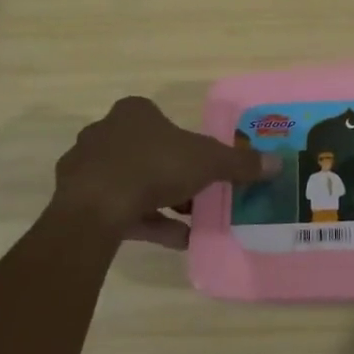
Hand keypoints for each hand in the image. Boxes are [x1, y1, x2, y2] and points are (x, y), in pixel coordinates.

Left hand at [51, 96, 277, 246]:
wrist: (96, 208)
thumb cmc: (155, 167)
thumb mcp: (208, 162)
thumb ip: (240, 163)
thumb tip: (278, 163)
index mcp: (134, 112)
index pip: (163, 121)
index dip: (186, 143)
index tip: (203, 165)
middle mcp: (105, 132)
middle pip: (148, 152)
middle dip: (173, 175)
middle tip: (197, 195)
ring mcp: (86, 167)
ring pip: (131, 181)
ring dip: (160, 202)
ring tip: (190, 224)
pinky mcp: (76, 200)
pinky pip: (117, 208)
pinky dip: (145, 221)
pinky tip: (174, 240)